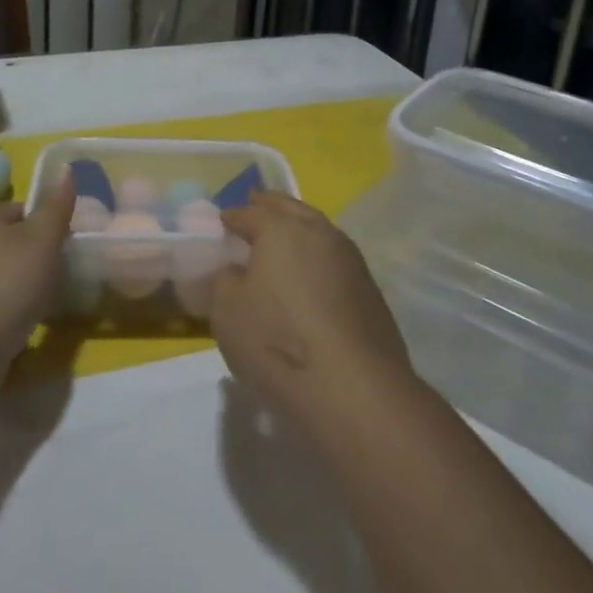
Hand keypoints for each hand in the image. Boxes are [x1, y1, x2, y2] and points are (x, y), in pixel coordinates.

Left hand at [0, 175, 75, 365]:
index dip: (46, 225)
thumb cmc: (6, 288)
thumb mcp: (43, 242)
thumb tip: (65, 168)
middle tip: (57, 279)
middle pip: (4, 243)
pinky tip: (12, 331)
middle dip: (29, 258)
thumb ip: (56, 208)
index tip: (65, 248)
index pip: (20, 210)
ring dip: (12, 288)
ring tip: (38, 309)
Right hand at [215, 192, 413, 432]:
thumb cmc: (277, 342)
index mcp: (281, 229)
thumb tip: (236, 270)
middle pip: (290, 209)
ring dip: (299, 227)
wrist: (353, 388)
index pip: (250, 213)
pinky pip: (335, 258)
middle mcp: (319, 232)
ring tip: (284, 238)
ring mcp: (350, 258)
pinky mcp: (369, 288)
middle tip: (256, 205)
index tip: (222, 221)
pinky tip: (311, 274)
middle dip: (270, 206)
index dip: (233, 216)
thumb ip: (225, 280)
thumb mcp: (227, 312)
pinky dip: (317, 256)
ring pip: (318, 229)